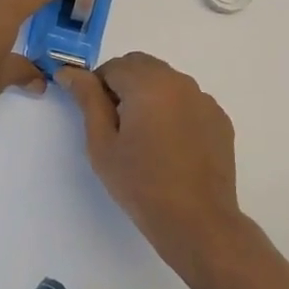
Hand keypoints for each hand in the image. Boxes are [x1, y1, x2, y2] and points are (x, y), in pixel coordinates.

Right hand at [59, 53, 246, 277]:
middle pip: (141, 66)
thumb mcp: (102, 143)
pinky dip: (173, 110)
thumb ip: (88, 99)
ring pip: (166, 81)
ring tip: (145, 138)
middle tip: (117, 126)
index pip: (113, 66)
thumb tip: (70, 72)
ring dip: (149, 95)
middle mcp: (179, 81)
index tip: (98, 118)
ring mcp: (203, 99)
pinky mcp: (219, 119)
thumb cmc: (141, 184)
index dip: (99, 88)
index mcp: (148, 83)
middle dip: (124, 85)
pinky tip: (170, 145)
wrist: (197, 222)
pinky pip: (187, 101)